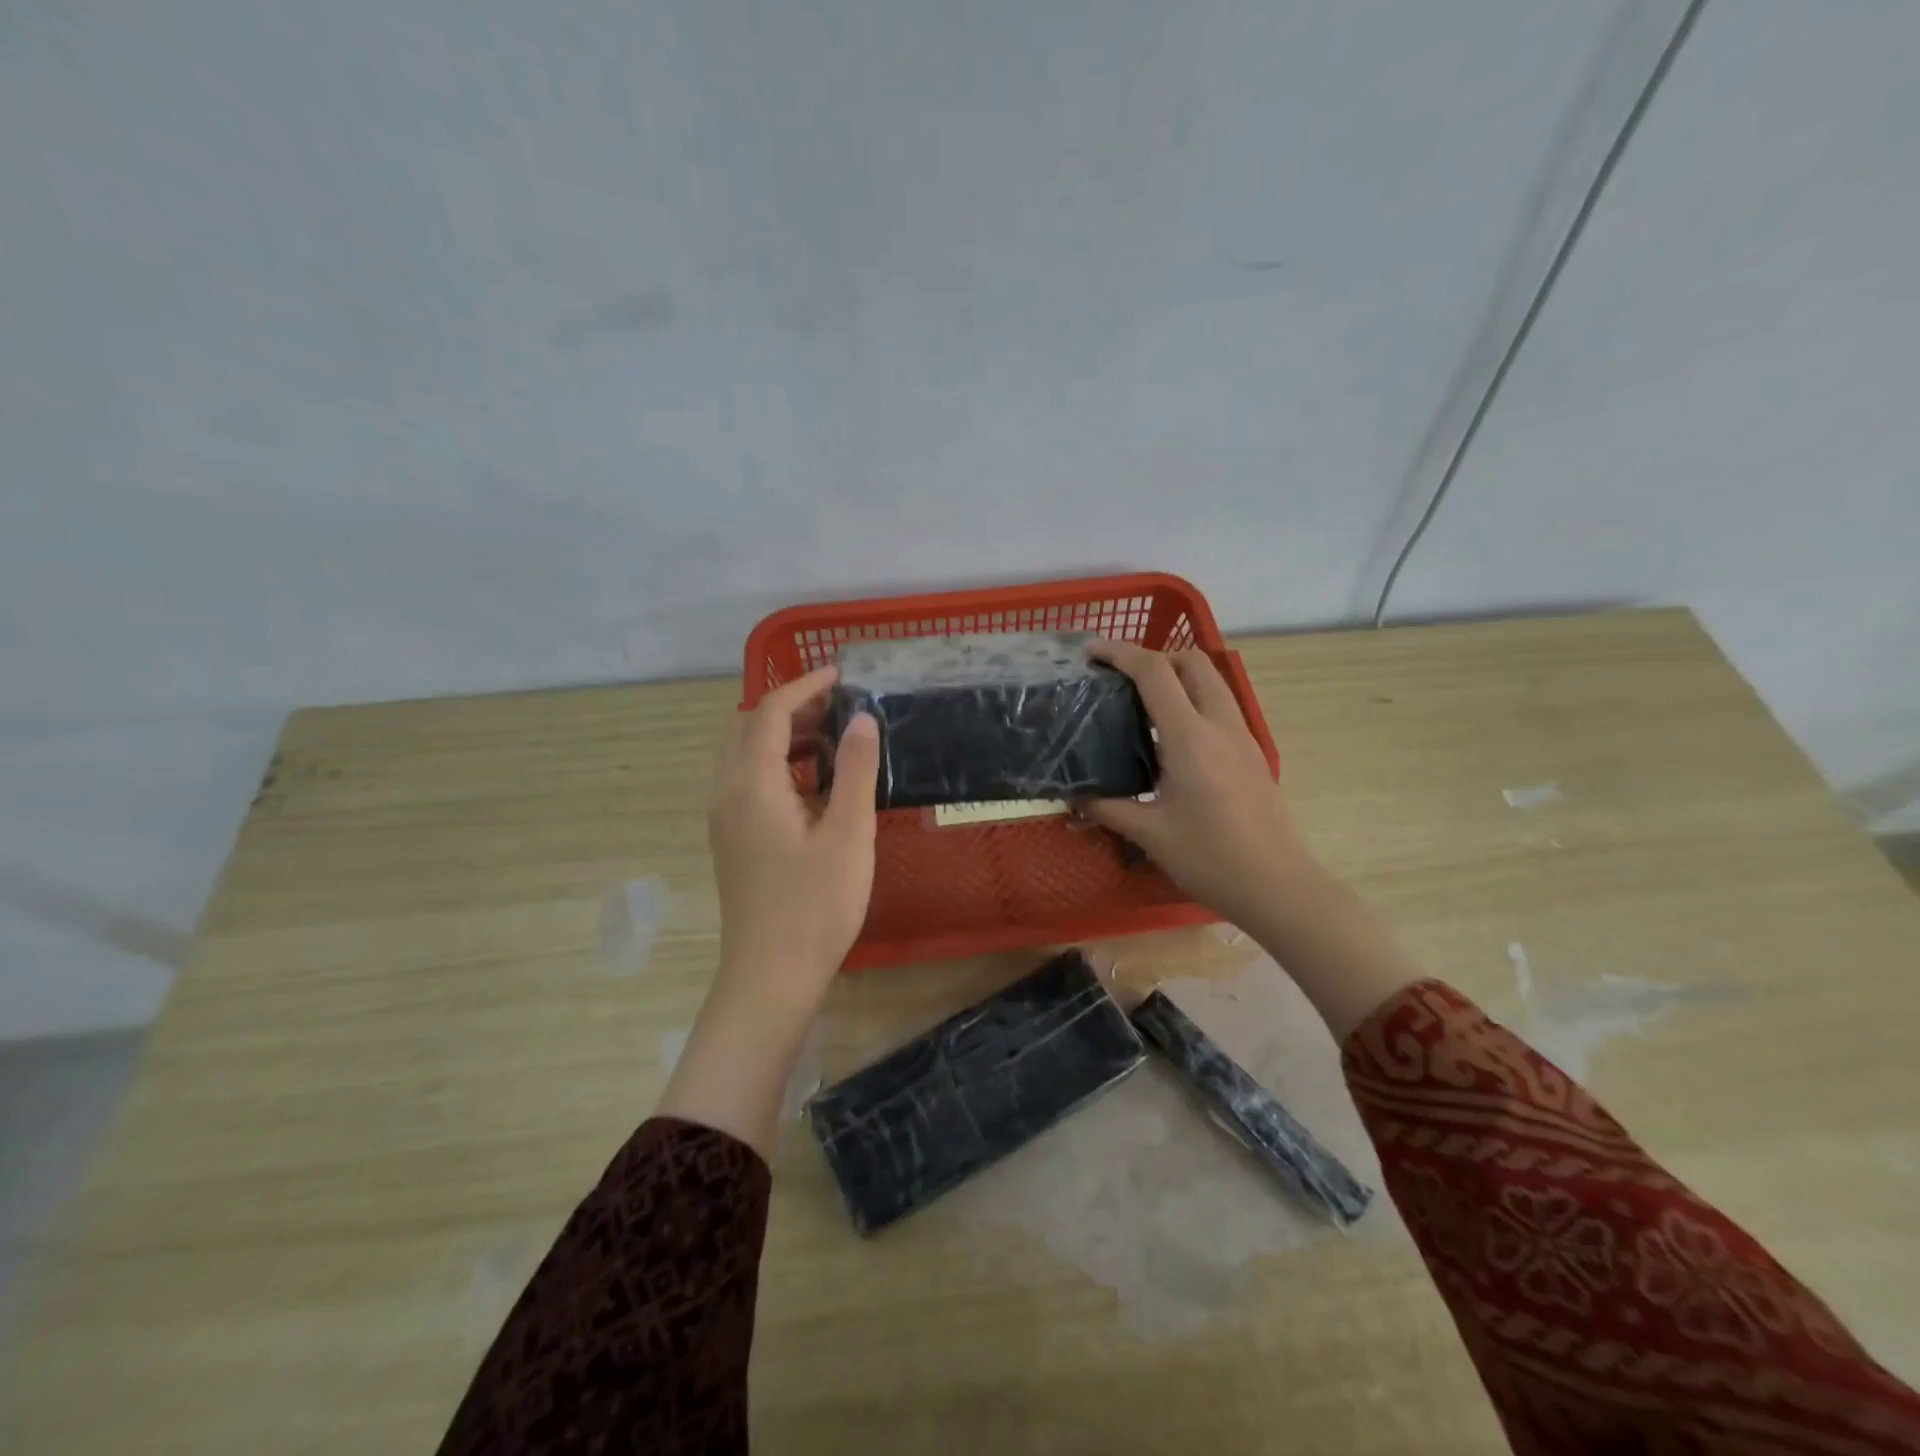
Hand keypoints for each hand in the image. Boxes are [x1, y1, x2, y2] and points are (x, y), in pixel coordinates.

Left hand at [707, 665, 880, 1006]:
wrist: (771, 976)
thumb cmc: (815, 905)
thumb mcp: (847, 834)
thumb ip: (854, 770)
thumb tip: (861, 718)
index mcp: (751, 784)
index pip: (768, 712)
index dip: (803, 686)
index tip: (841, 676)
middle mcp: (726, 793)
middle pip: (747, 728)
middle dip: (790, 708)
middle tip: (838, 709)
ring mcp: (724, 819)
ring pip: (745, 756)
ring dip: (783, 737)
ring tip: (834, 740)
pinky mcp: (732, 840)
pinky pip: (747, 782)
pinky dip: (777, 766)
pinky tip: (815, 785)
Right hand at [1081, 641, 1309, 930]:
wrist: (1277, 885)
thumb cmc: (1210, 858)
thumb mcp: (1149, 834)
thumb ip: (1107, 808)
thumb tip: (1072, 798)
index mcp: (1190, 737)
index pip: (1155, 672)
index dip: (1120, 653)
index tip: (1091, 652)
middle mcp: (1220, 724)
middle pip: (1192, 661)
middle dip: (1154, 656)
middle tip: (1120, 678)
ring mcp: (1242, 736)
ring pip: (1212, 681)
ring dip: (1178, 675)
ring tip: (1143, 702)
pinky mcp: (1252, 753)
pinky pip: (1220, 706)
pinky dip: (1193, 700)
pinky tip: (1172, 737)